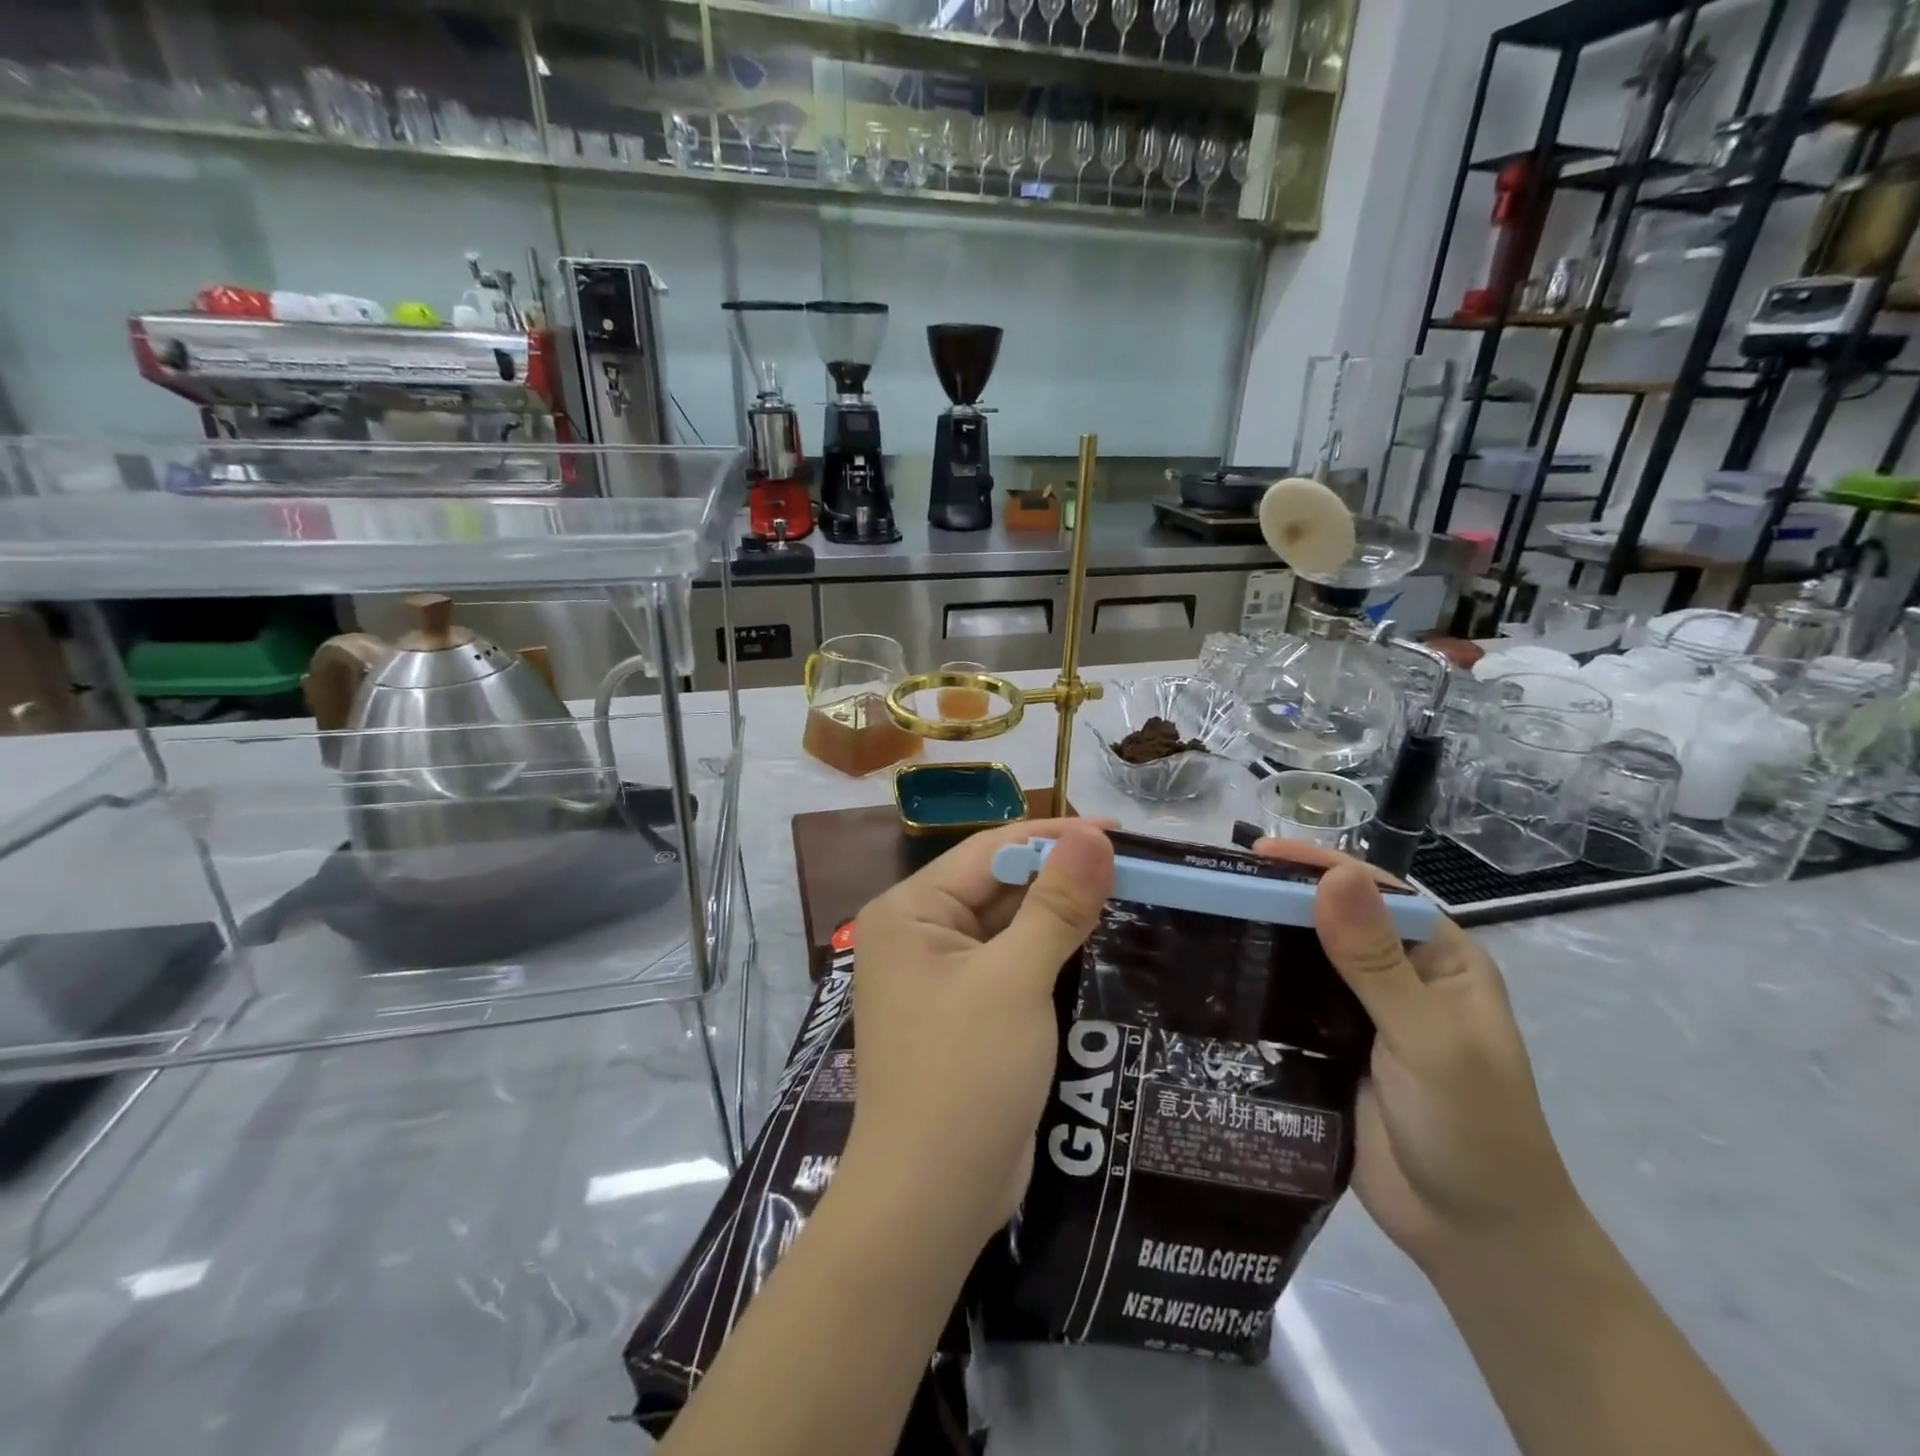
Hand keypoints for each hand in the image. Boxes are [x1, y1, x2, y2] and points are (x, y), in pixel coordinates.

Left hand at [845, 820, 1115, 1249]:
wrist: (931, 1199)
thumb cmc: (965, 1073)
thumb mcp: (1015, 979)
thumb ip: (1056, 904)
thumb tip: (1094, 836)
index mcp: (911, 910)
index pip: (990, 850)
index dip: (1055, 837)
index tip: (1120, 831)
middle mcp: (918, 934)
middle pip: (998, 886)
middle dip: (1061, 877)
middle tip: (1134, 868)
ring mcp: (939, 977)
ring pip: (1008, 926)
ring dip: (1060, 915)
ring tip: (1128, 898)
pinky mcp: (964, 1013)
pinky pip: (1011, 965)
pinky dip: (1050, 955)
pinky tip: (1099, 947)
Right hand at [1256, 840, 1584, 1273]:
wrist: (1472, 1238)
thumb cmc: (1470, 1128)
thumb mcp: (1426, 1037)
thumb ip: (1376, 960)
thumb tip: (1336, 874)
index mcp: (1439, 958)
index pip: (1374, 892)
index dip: (1318, 866)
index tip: (1254, 854)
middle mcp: (1399, 976)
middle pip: (1333, 920)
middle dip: (1281, 899)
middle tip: (1213, 887)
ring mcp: (1362, 1014)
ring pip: (1306, 960)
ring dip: (1264, 940)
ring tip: (1201, 922)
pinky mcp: (1331, 1048)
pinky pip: (1290, 1004)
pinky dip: (1259, 987)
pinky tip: (1217, 977)